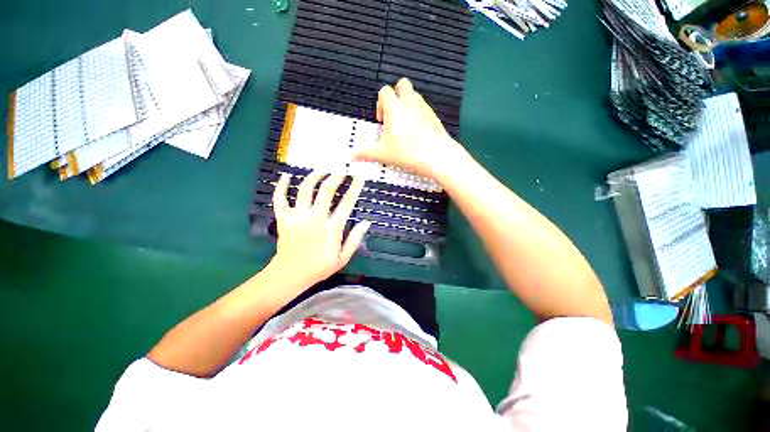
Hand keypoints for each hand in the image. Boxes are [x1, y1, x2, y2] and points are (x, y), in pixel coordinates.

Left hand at [269, 171, 371, 287]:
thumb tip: (366, 222)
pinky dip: (281, 186)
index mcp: (331, 228)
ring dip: (314, 176)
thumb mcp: (343, 258)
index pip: (346, 203)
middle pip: (326, 191)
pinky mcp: (283, 218)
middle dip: (336, 176)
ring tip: (322, 169)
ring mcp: (297, 217)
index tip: (359, 177)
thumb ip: (355, 239)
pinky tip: (285, 175)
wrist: (290, 275)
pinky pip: (280, 199)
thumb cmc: (319, 267)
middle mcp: (315, 218)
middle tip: (341, 168)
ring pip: (305, 190)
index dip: (354, 188)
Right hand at [356, 77, 465, 177]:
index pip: (385, 91)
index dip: (380, 103)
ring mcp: (424, 108)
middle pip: (402, 85)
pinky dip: (418, 115)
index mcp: (394, 107)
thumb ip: (366, 153)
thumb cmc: (406, 152)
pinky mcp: (434, 116)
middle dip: (395, 95)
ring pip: (414, 96)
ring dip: (407, 105)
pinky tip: (416, 132)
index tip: (381, 120)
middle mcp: (410, 102)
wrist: (435, 155)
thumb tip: (351, 157)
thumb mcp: (383, 154)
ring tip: (404, 126)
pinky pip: (424, 108)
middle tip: (393, 115)